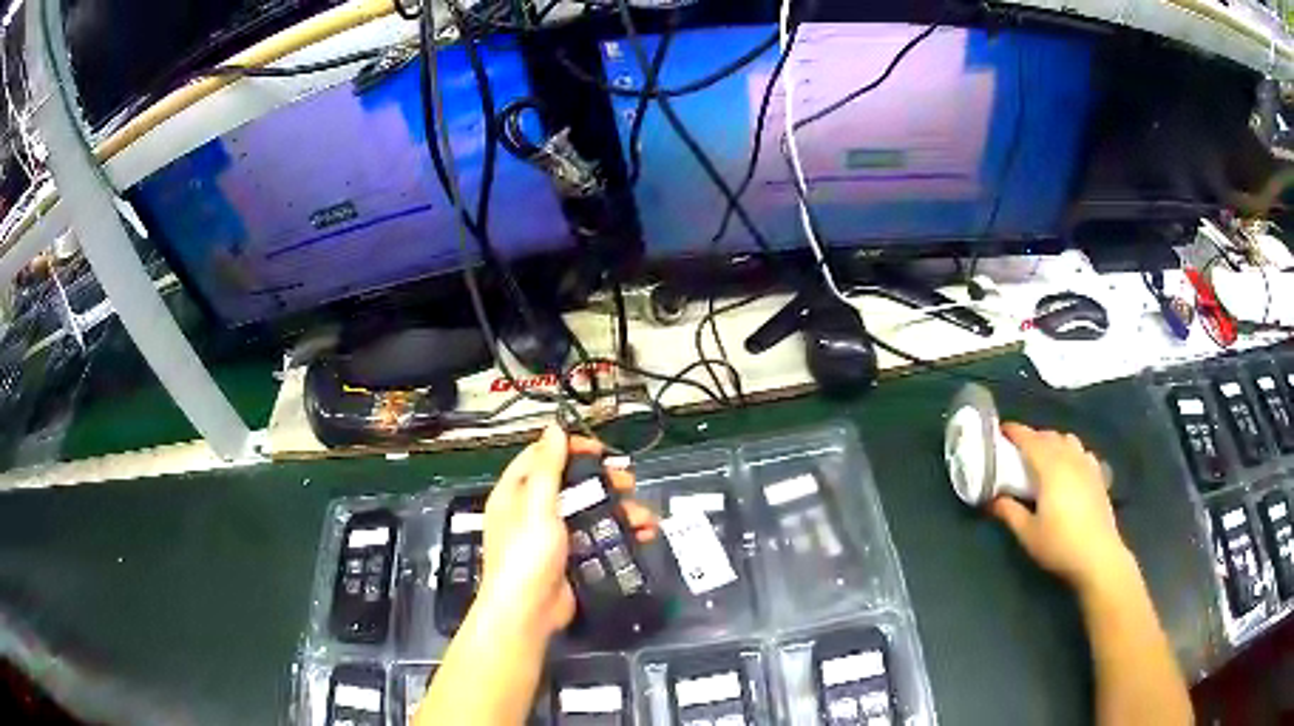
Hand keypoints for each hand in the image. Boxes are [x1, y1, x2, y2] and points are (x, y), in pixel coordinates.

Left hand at [476, 425, 656, 636]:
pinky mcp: (572, 558)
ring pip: (591, 512)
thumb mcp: (536, 506)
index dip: (570, 448)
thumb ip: (547, 467)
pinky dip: (620, 534)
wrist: (529, 612)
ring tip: (642, 516)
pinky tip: (641, 535)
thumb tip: (554, 427)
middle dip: (603, 481)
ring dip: (619, 510)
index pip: (542, 457)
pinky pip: (598, 537)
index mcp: (516, 493)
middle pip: (571, 484)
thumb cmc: (526, 554)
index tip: (600, 449)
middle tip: (627, 482)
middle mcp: (532, 511)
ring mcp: (554, 537)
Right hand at [990, 423, 1132, 591]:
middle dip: (1033, 436)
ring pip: (1069, 440)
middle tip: (1018, 448)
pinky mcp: (1098, 476)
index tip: (1001, 430)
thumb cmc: (1059, 544)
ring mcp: (1087, 465)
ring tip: (1044, 455)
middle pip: (1050, 436)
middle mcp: (1070, 459)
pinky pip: (1083, 452)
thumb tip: (992, 499)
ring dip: (1054, 441)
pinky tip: (1070, 466)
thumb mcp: (1028, 533)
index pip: (1031, 440)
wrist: (1097, 556)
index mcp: (1051, 468)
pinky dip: (1072, 452)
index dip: (1015, 432)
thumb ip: (1009, 512)